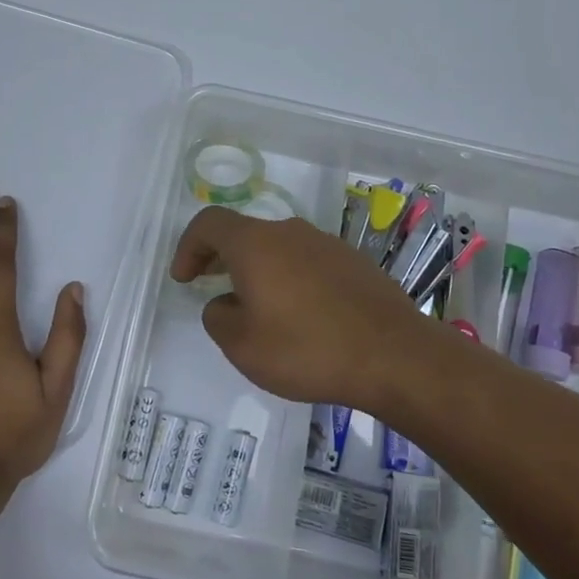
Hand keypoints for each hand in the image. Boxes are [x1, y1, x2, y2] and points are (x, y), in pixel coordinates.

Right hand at [169, 206, 453, 413]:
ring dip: (258, 269)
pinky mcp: (353, 261)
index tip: (184, 278)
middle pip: (244, 233)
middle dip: (221, 258)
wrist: (394, 355)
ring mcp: (326, 243)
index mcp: (256, 244)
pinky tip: (300, 314)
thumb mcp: (243, 346)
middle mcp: (289, 232)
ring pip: (278, 247)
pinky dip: (290, 278)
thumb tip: (225, 302)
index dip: (188, 246)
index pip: (209, 223)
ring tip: (258, 307)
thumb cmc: (307, 349)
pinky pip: (307, 262)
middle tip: (210, 286)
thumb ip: (218, 317)